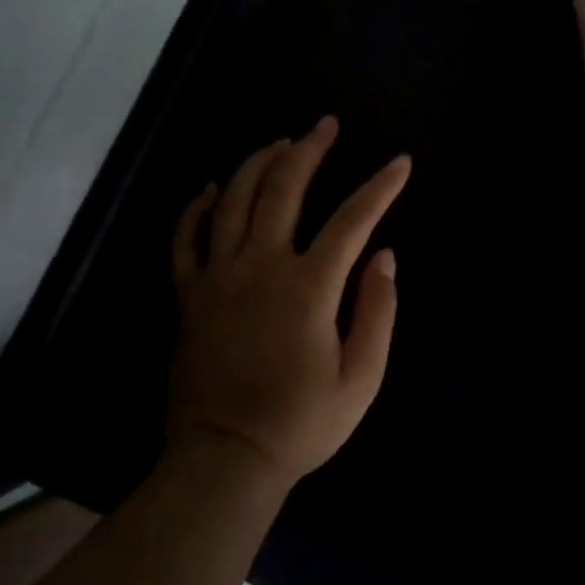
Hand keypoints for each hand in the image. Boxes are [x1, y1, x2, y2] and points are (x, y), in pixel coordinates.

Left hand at [169, 117, 410, 486]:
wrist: (224, 459)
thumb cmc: (300, 423)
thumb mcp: (362, 378)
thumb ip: (378, 310)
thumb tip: (385, 256)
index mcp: (308, 287)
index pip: (352, 219)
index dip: (380, 187)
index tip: (399, 162)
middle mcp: (260, 266)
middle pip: (284, 187)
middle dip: (309, 149)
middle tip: (325, 126)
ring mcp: (217, 276)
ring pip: (235, 198)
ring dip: (259, 163)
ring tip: (280, 144)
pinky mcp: (188, 293)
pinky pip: (186, 236)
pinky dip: (198, 206)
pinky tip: (213, 187)